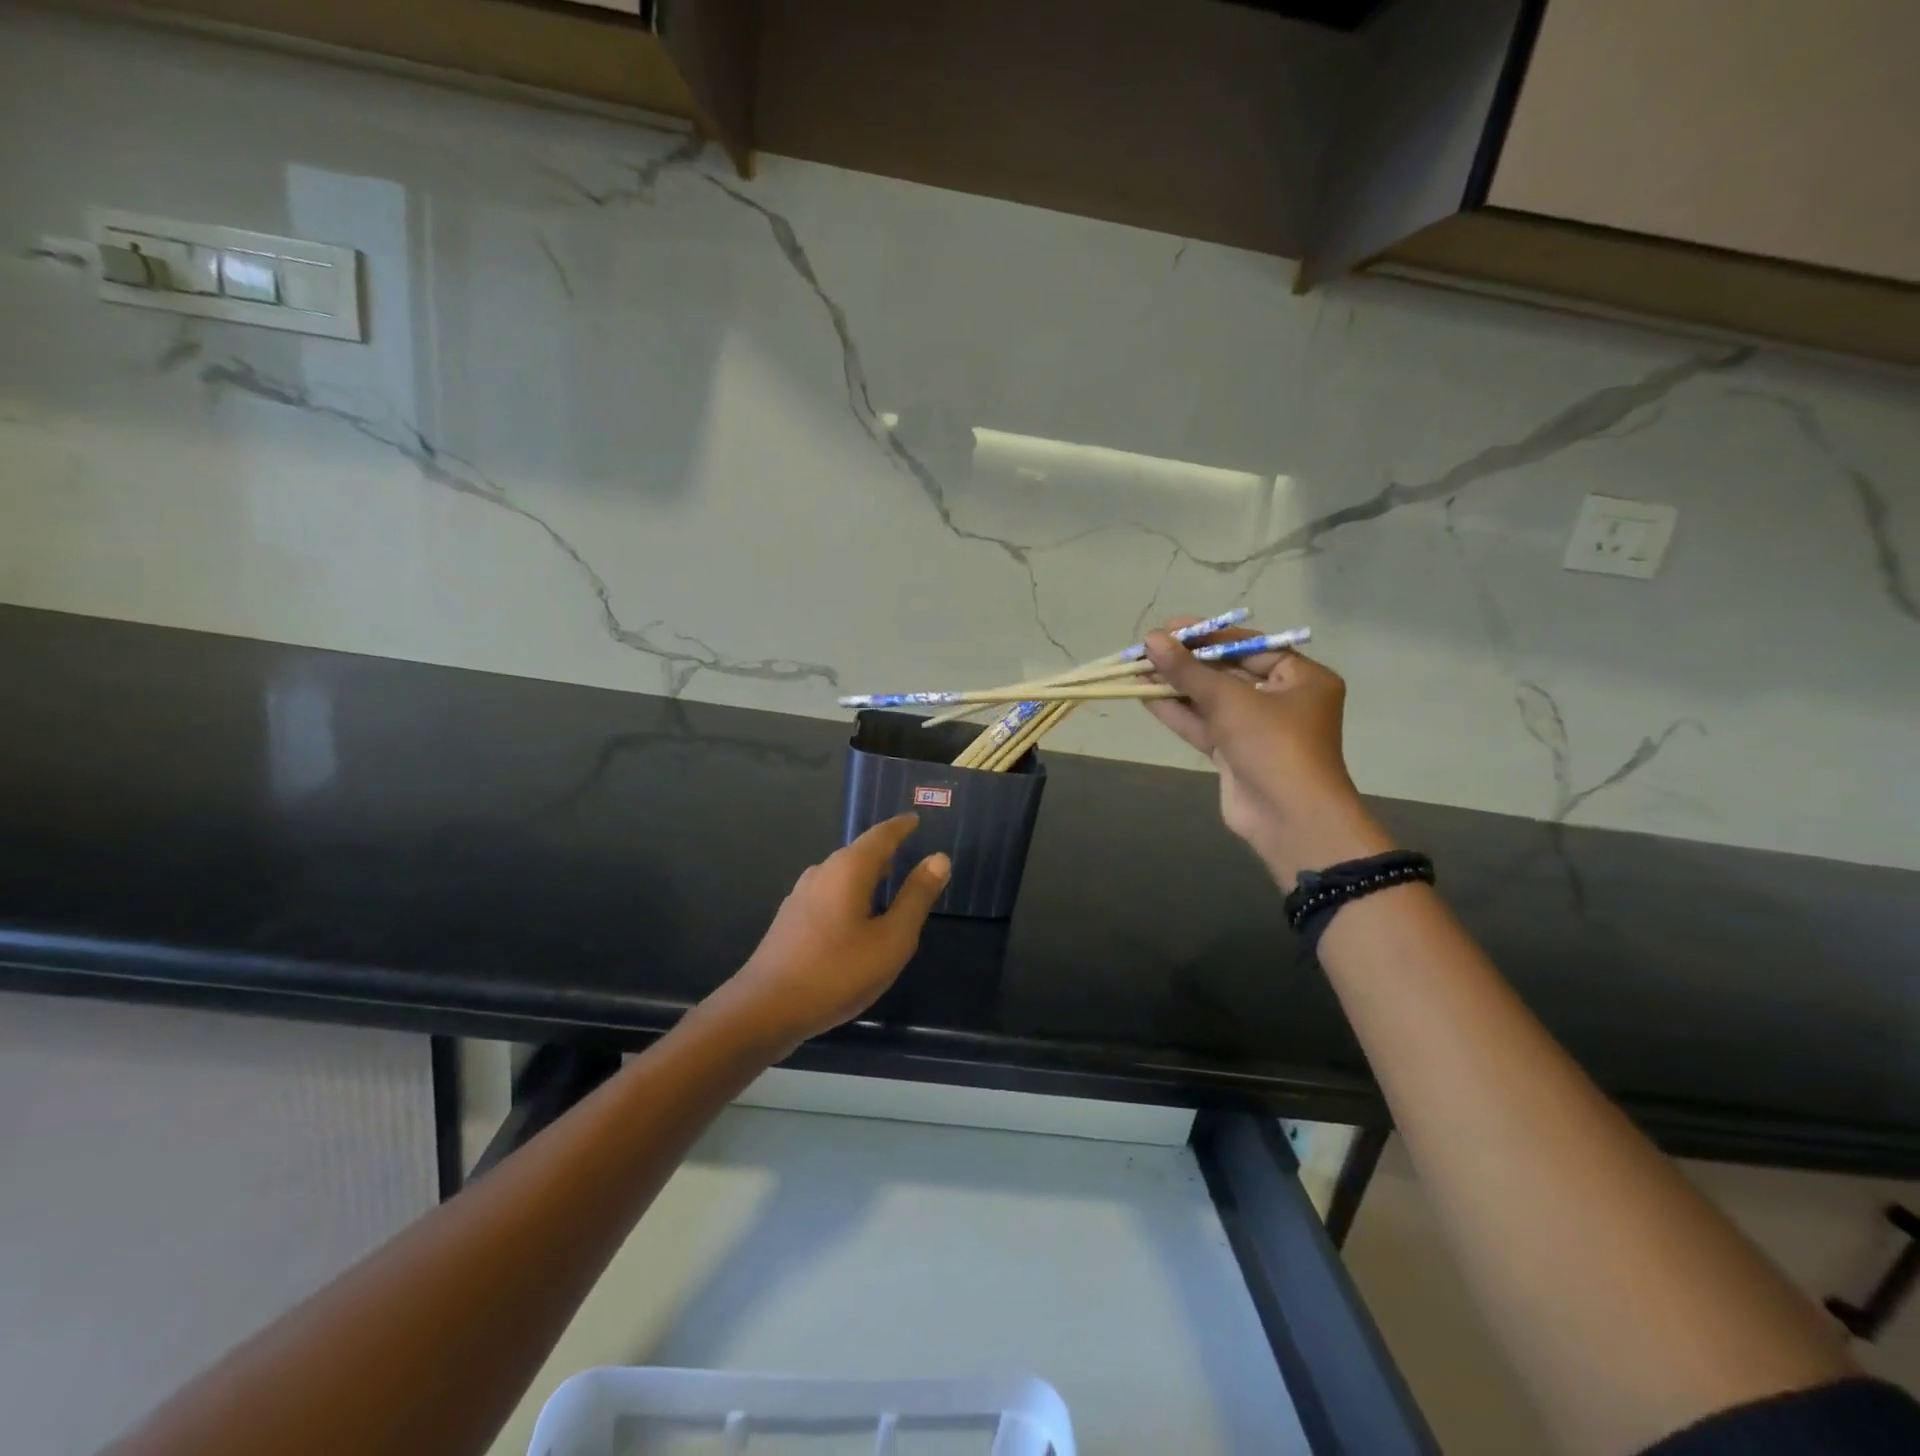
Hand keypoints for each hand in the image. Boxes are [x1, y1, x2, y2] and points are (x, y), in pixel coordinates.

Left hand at [713, 815, 949, 1054]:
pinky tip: (858, 919)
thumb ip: (916, 897)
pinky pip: (830, 894)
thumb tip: (939, 858)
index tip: (916, 819)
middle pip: (859, 853)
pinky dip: (851, 895)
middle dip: (885, 851)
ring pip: (842, 875)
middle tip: (910, 851)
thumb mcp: (891, 939)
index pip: (881, 835)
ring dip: (867, 875)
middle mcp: (822, 872)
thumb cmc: (837, 972)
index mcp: (848, 869)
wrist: (764, 1010)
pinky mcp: (791, 919)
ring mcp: (801, 896)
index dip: (901, 827)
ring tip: (889, 885)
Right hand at [1143, 623, 1394, 888]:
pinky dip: (1178, 713)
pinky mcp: (1236, 754)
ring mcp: (1257, 730)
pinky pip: (1205, 726)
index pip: (1250, 646)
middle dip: (1187, 663)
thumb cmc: (1273, 745)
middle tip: (1149, 649)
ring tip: (1137, 669)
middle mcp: (1282, 700)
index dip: (1208, 636)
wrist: (1288, 818)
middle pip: (1228, 673)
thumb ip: (1188, 671)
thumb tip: (1151, 640)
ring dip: (1176, 687)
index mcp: (1301, 678)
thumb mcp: (1230, 700)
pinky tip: (1146, 697)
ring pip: (1212, 701)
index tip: (1170, 628)